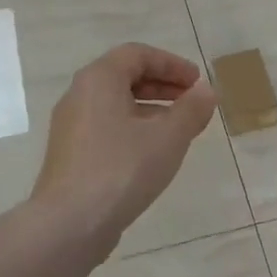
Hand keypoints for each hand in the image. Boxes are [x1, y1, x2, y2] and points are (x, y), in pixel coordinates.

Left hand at [31, 43, 218, 252]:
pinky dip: (134, 130)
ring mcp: (71, 127)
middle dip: (163, 86)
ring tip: (179, 130)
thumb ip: (191, 110)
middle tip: (192, 103)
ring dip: (151, 110)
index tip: (197, 83)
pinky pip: (107, 128)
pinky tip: (153, 155)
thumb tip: (206, 91)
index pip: (137, 54)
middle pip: (124, 77)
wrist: (70, 222)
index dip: (172, 64)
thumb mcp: (168, 137)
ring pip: (116, 105)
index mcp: (99, 80)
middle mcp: (79, 95)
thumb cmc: (122, 169)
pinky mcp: (71, 154)